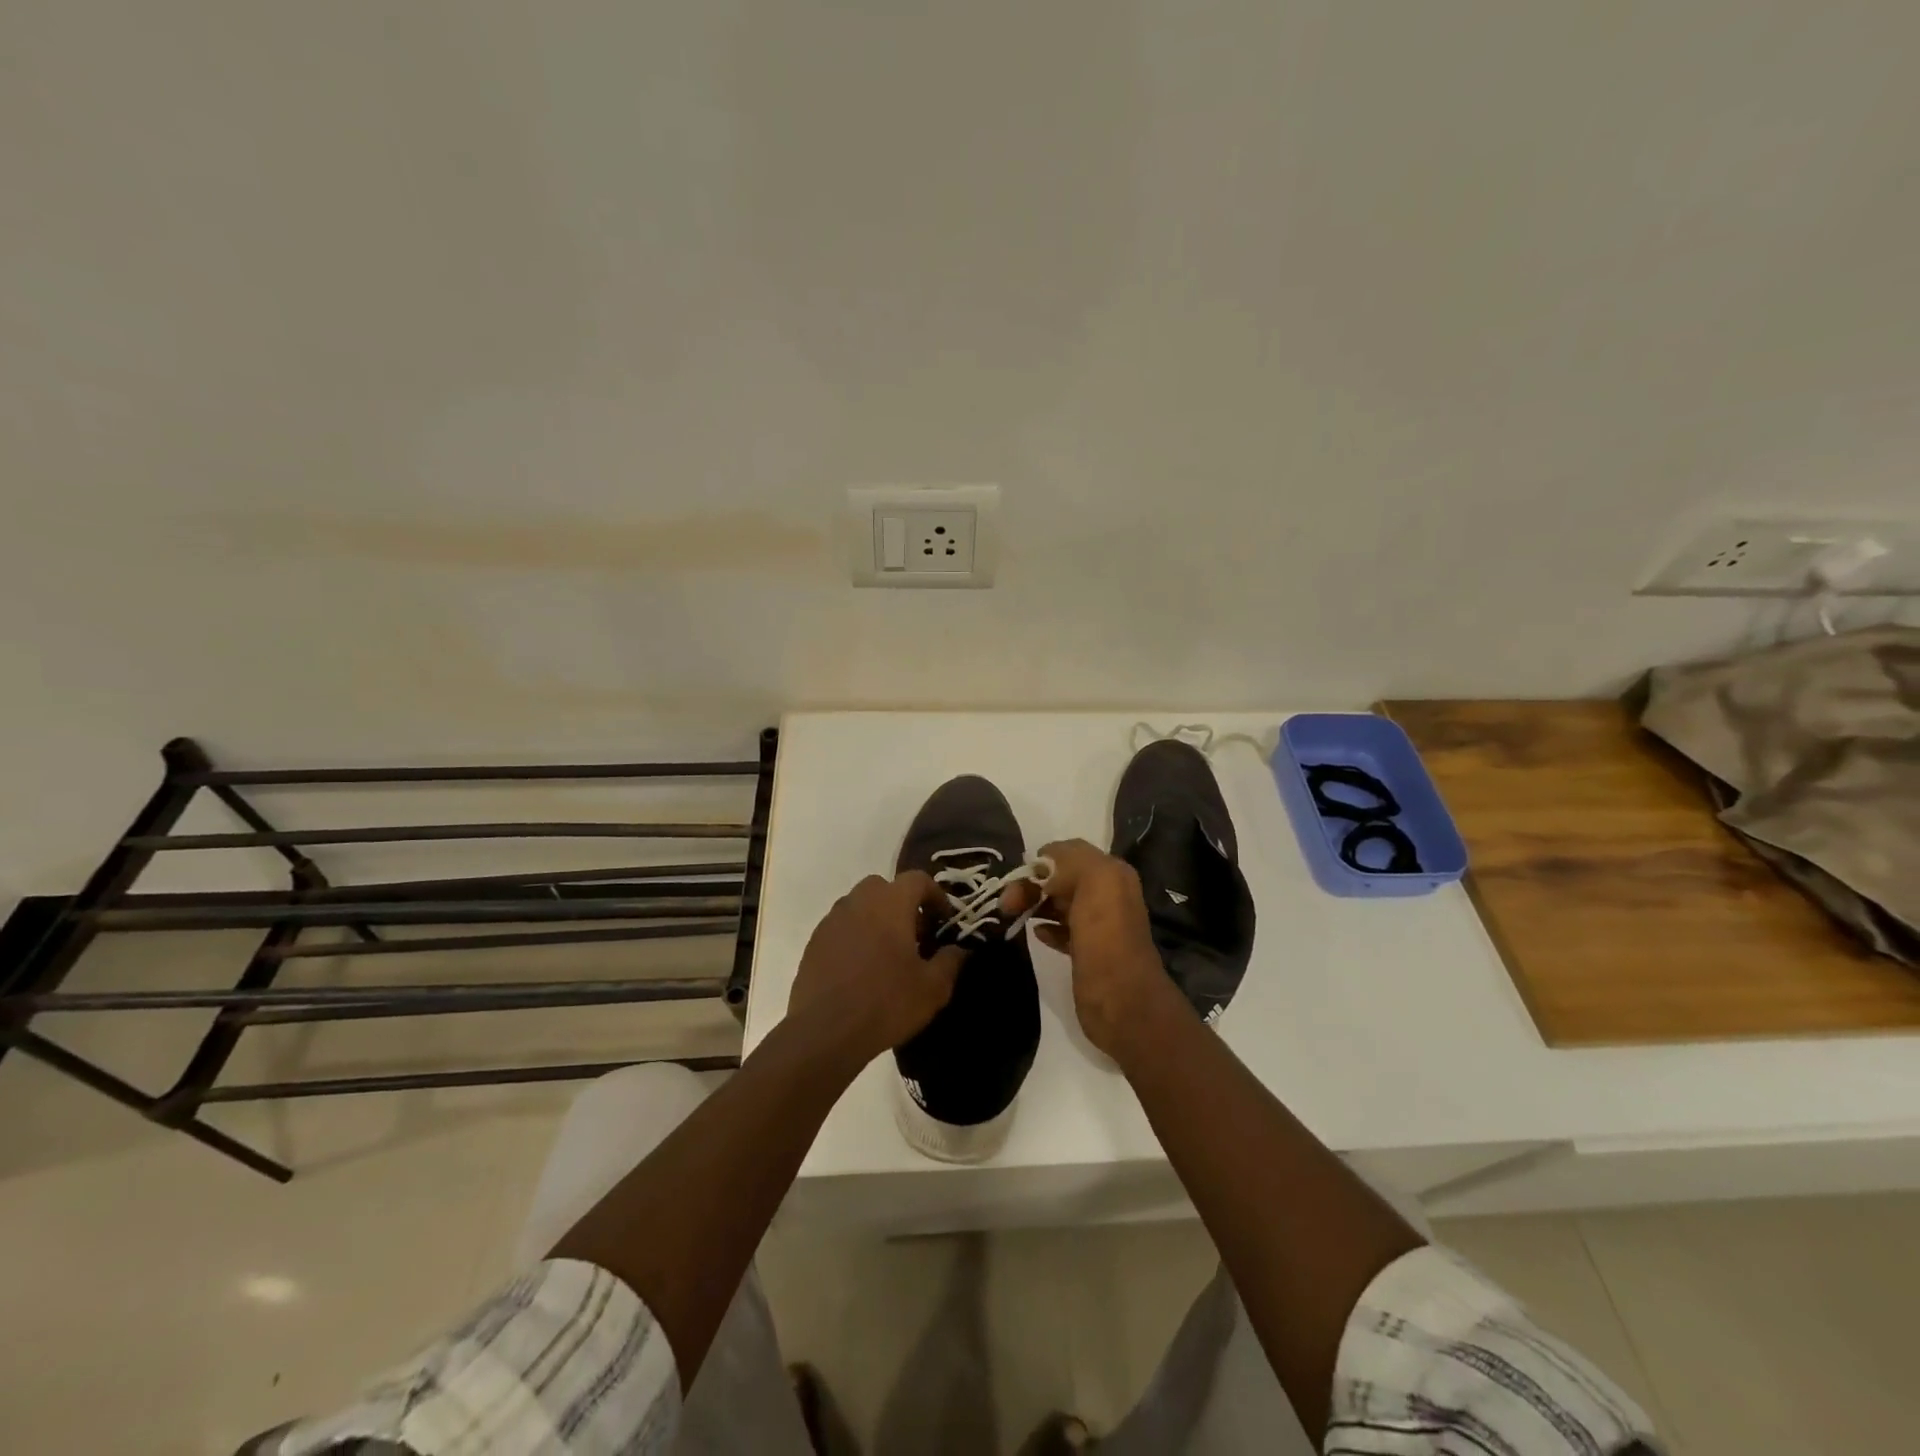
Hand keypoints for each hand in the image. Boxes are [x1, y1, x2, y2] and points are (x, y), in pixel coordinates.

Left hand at [787, 872, 965, 1068]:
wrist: (825, 1032)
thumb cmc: (886, 1003)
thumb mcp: (932, 988)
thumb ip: (950, 961)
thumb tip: (959, 949)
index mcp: (890, 903)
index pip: (918, 879)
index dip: (936, 895)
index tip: (944, 920)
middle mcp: (858, 901)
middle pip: (885, 887)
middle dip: (903, 904)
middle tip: (915, 935)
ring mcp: (832, 920)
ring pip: (860, 905)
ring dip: (877, 918)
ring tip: (888, 953)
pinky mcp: (814, 942)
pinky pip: (841, 926)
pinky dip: (855, 936)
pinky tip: (862, 968)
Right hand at [1006, 839, 1181, 1060]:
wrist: (1122, 1002)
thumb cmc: (1106, 938)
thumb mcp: (1096, 882)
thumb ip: (1072, 860)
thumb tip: (1045, 864)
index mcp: (1113, 875)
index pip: (1071, 853)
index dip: (1043, 860)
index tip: (1018, 875)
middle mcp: (1108, 895)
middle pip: (1062, 878)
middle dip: (1033, 883)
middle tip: (1007, 902)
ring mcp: (1098, 926)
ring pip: (1060, 903)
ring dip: (1035, 903)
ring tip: (1012, 914)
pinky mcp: (1087, 952)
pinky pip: (1061, 930)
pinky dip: (1045, 927)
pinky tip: (1035, 933)